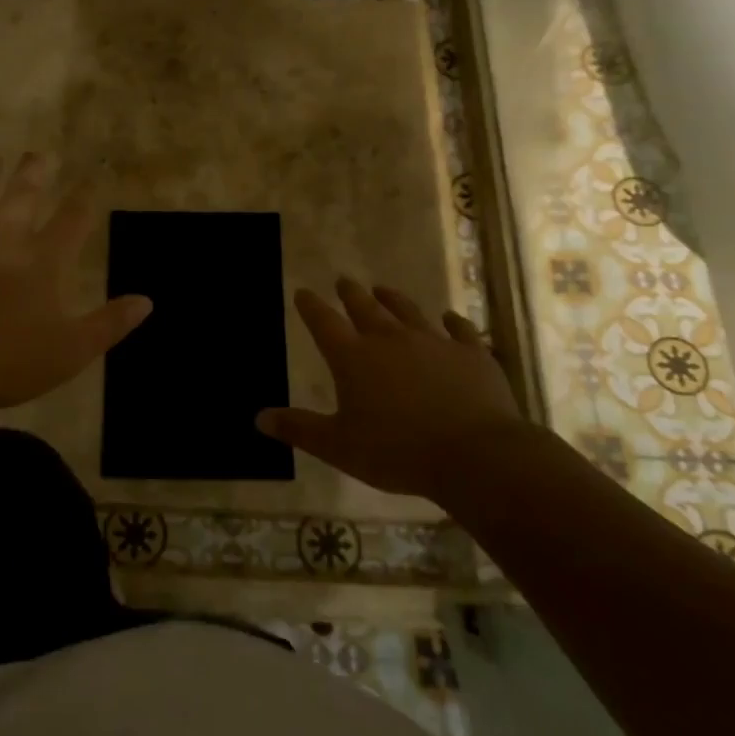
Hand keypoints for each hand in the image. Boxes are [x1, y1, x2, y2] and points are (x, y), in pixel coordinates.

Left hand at [0, 153, 151, 412]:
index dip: (84, 198)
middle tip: (39, 153)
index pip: (72, 220)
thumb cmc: (8, 363)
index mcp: (41, 261)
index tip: (92, 177)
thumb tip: (147, 300)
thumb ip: (109, 323)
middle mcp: (2, 240)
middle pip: (22, 196)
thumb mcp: (71, 351)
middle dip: (34, 173)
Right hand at [256, 278, 529, 497]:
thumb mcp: (338, 446)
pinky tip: (451, 318)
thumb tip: (260, 418)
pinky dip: (453, 322)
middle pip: (365, 308)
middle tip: (343, 281)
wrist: (474, 455)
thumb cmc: (397, 452)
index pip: (324, 322)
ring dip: (393, 299)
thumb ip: (299, 429)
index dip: (310, 306)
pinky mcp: (470, 353)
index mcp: (353, 358)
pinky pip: (460, 330)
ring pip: (408, 311)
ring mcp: (433, 342)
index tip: (302, 292)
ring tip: (383, 289)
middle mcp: (390, 339)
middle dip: (350, 293)